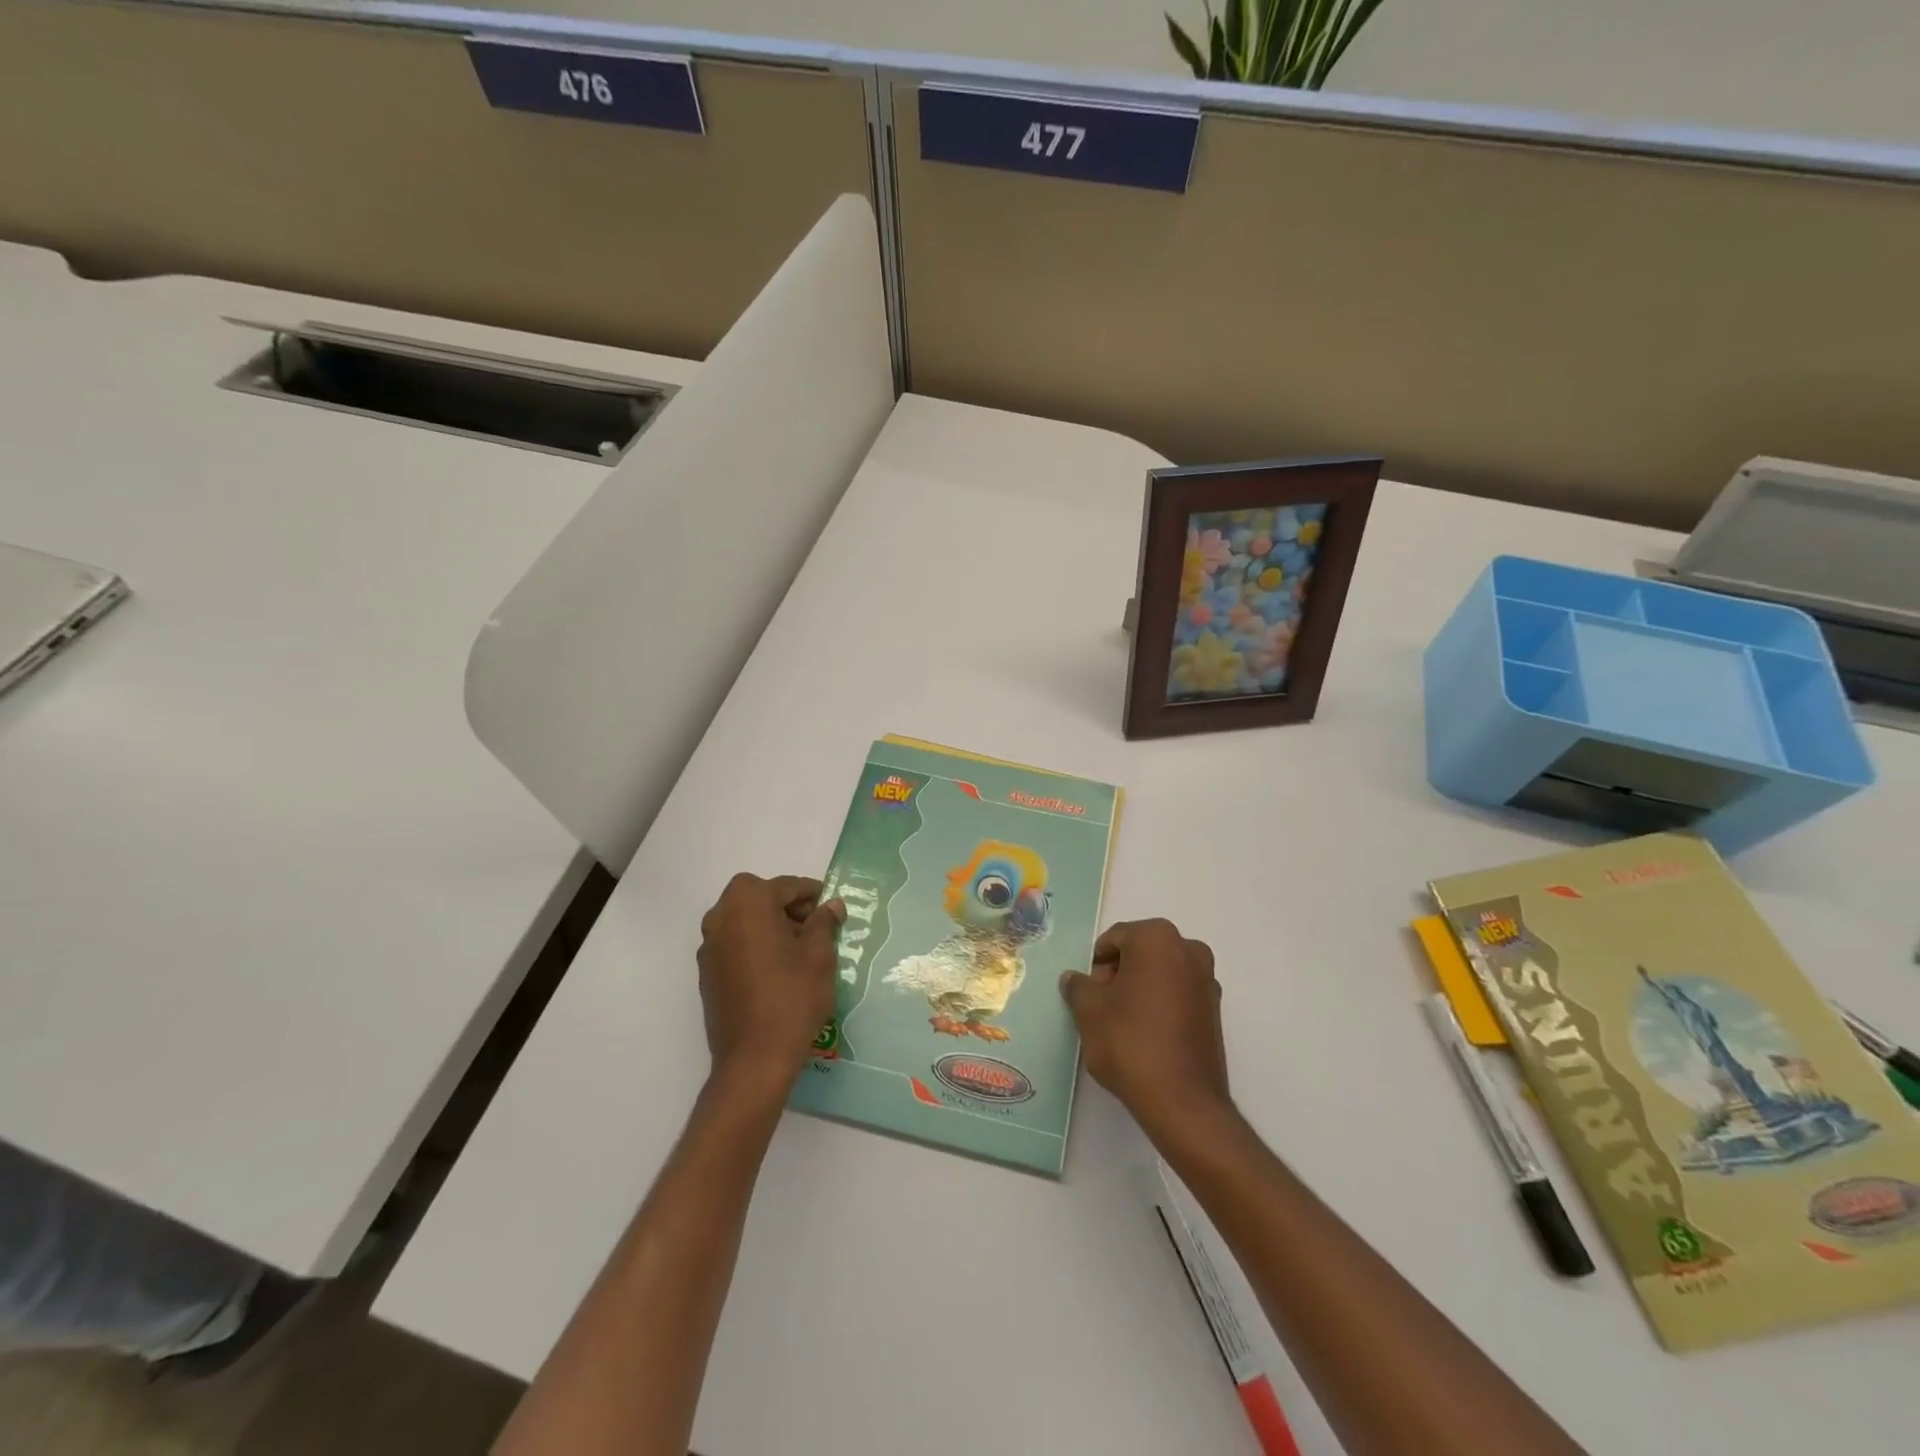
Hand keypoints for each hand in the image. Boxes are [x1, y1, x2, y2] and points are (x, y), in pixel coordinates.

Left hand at [697, 873, 842, 1087]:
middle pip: (758, 897)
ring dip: (769, 925)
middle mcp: (720, 918)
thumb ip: (824, 923)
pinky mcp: (707, 973)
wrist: (754, 1059)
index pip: (785, 886)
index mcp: (748, 904)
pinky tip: (777, 970)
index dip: (811, 894)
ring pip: (743, 920)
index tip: (831, 908)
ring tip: (798, 951)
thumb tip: (831, 906)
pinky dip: (754, 945)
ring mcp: (709, 947)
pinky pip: (734, 944)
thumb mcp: (819, 956)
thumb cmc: (792, 997)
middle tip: (814, 928)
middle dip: (786, 907)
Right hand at [1060, 918, 1232, 1139]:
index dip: (1096, 964)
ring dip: (1140, 989)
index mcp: (1157, 938)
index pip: (1115, 939)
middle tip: (1102, 1007)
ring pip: (1160, 974)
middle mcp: (1188, 950)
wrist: (1182, 1101)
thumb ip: (1078, 986)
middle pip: (1140, 952)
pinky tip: (1146, 1036)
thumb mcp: (1088, 1011)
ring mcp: (1207, 981)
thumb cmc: (1130, 1042)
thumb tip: (1074, 979)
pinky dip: (1160, 1005)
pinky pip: (1178, 995)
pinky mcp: (1215, 1011)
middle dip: (1119, 974)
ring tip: (1122, 1024)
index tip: (1088, 993)